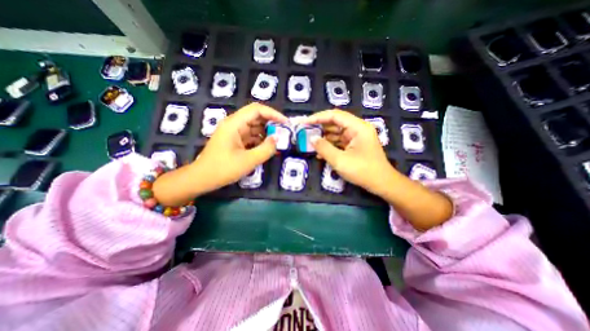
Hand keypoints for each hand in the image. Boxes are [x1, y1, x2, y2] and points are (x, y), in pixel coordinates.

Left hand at [154, 102, 288, 205]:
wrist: (201, 179)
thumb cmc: (223, 169)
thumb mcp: (248, 161)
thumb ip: (266, 149)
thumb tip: (277, 139)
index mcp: (234, 124)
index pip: (257, 110)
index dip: (273, 114)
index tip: (286, 123)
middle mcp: (234, 124)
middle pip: (256, 117)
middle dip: (271, 123)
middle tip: (285, 133)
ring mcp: (234, 132)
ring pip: (254, 127)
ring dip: (267, 132)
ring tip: (279, 140)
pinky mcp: (235, 141)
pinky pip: (251, 136)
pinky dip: (260, 140)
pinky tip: (268, 147)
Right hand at [305, 108, 395, 196]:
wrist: (381, 184)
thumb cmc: (363, 171)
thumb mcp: (340, 160)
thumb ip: (324, 148)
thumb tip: (312, 139)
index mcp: (358, 127)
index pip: (335, 115)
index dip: (318, 117)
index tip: (305, 122)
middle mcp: (357, 128)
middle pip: (335, 122)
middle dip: (319, 127)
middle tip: (305, 131)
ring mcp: (356, 137)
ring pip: (336, 132)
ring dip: (323, 137)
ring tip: (310, 142)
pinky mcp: (354, 145)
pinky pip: (339, 141)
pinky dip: (329, 145)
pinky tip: (320, 153)